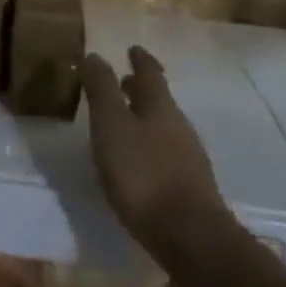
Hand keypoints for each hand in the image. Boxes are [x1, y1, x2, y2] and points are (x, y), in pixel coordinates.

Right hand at [81, 45, 224, 258]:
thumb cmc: (144, 174)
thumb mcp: (112, 126)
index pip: (150, 73)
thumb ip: (102, 90)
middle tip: (124, 82)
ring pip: (164, 126)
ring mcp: (188, 158)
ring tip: (125, 121)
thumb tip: (94, 55)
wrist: (191, 238)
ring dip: (145, 117)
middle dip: (141, 89)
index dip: (140, 60)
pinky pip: (167, 152)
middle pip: (159, 100)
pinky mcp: (190, 187)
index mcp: (159, 107)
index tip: (133, 48)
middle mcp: (178, 126)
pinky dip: (151, 144)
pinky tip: (139, 160)